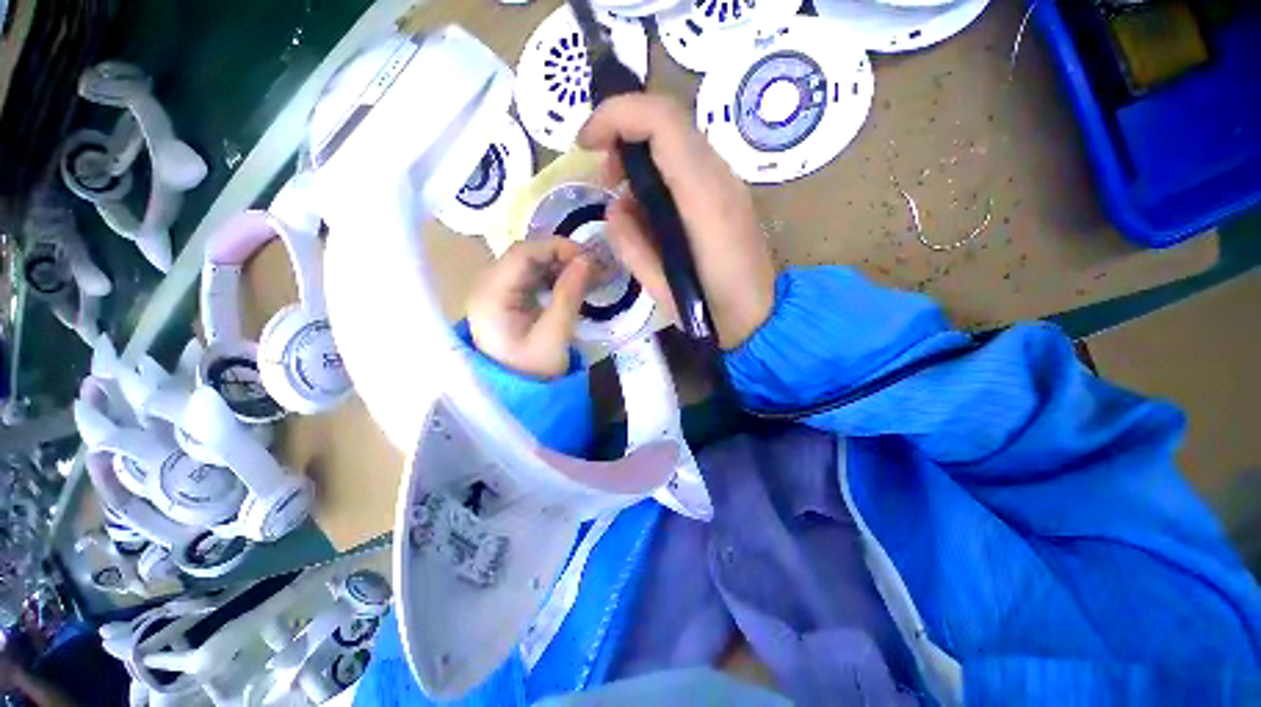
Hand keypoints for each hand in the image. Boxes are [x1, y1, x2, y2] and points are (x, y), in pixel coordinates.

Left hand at [467, 238, 593, 378]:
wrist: (518, 396)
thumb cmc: (533, 371)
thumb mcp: (554, 335)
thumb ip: (569, 295)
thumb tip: (587, 261)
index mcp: (491, 295)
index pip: (522, 253)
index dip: (557, 248)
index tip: (589, 258)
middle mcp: (487, 287)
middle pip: (525, 256)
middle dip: (562, 257)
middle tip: (594, 267)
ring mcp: (497, 293)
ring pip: (531, 266)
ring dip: (561, 267)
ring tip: (590, 275)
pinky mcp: (509, 300)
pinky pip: (532, 279)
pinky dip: (555, 278)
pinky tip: (575, 284)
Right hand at [579, 94, 775, 349]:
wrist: (761, 317)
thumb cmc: (711, 311)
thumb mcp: (660, 287)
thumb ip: (630, 243)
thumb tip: (614, 206)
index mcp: (704, 200)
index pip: (661, 122)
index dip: (616, 116)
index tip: (586, 143)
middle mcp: (720, 178)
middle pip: (669, 121)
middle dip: (624, 133)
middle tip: (604, 176)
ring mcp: (728, 183)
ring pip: (677, 140)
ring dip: (641, 155)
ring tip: (624, 198)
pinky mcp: (728, 194)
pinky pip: (687, 163)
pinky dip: (658, 172)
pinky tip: (649, 209)